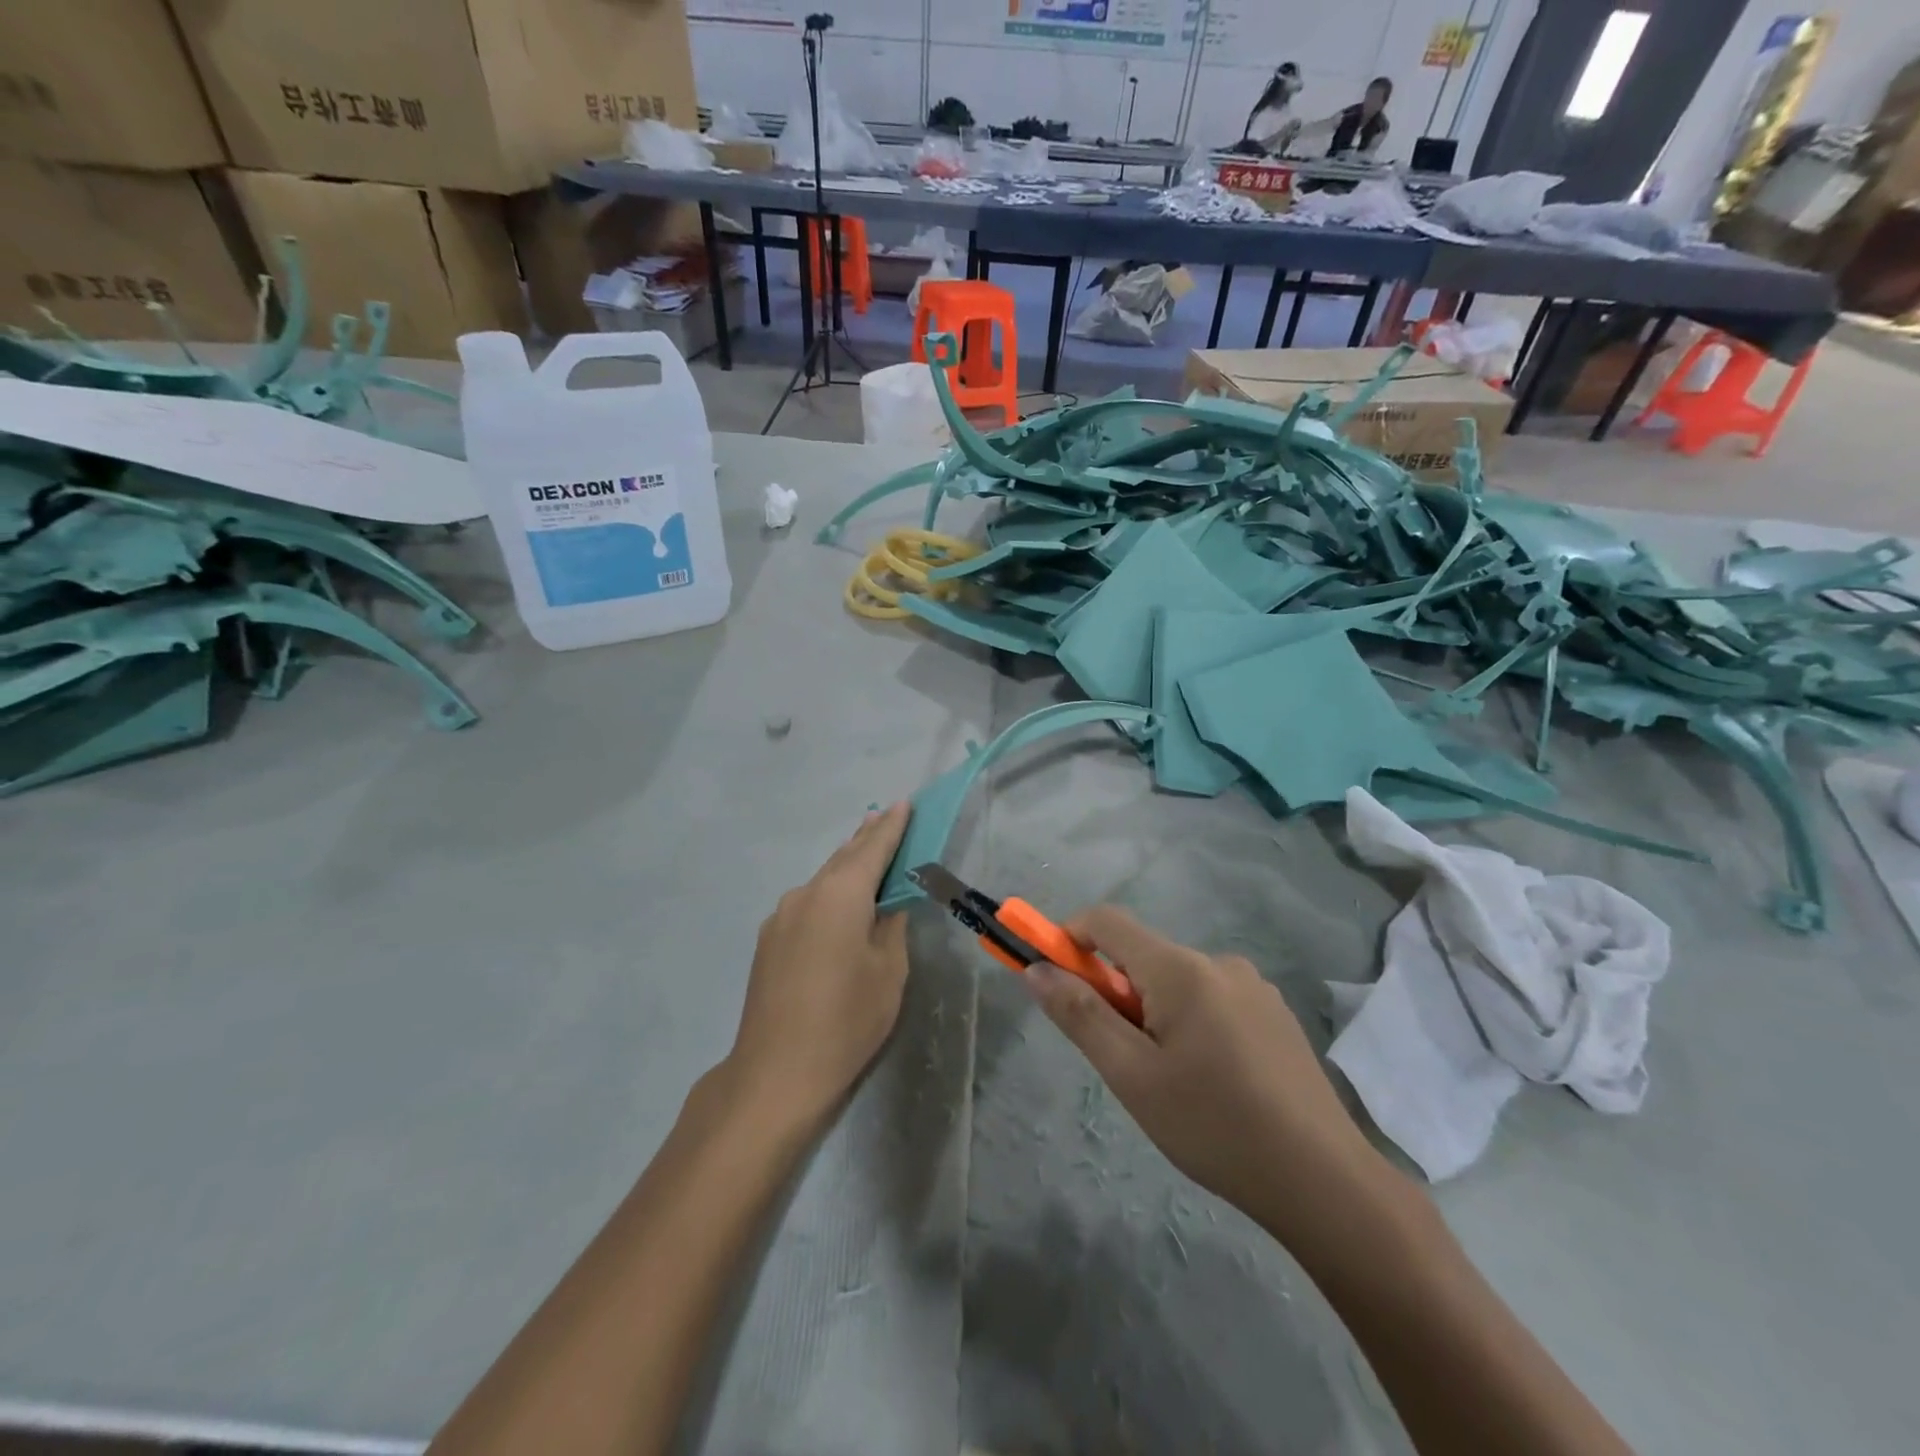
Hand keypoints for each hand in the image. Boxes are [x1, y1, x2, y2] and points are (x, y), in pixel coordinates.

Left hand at [726, 803, 912, 1127]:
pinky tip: (839, 904)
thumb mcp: (888, 972)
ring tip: (867, 853)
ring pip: (822, 880)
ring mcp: (781, 916)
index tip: (905, 803)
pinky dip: (829, 893)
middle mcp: (805, 894)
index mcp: (840, 895)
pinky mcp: (769, 939)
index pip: (873, 848)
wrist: (776, 1072)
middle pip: (843, 858)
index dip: (892, 826)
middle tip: (887, 818)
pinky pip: (807, 902)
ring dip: (846, 866)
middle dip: (867, 839)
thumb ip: (891, 926)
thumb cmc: (846, 1020)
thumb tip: (888, 904)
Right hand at [1024, 905, 1380, 1233]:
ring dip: (1153, 1012)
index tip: (1052, 979)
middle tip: (1123, 1060)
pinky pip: (1211, 999)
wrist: (1324, 1180)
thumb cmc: (1214, 1126)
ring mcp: (1253, 986)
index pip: (1106, 921)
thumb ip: (1080, 1016)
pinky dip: (1189, 1021)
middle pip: (1143, 956)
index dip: (1068, 937)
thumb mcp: (1132, 1076)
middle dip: (1116, 992)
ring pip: (1177, 981)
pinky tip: (1212, 1081)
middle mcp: (1218, 962)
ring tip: (1171, 1081)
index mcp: (1181, 968)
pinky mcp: (1274, 1013)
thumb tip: (1036, 970)